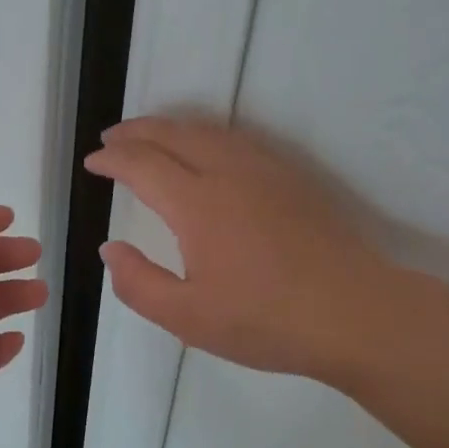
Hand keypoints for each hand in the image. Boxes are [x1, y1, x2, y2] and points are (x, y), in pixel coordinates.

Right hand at [85, 116, 401, 385]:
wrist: (356, 313)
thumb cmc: (267, 320)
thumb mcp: (188, 317)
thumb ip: (138, 283)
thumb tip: (110, 249)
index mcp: (197, 204)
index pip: (142, 164)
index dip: (112, 160)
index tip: (92, 162)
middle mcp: (228, 173)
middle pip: (173, 134)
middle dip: (136, 131)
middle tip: (111, 138)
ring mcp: (264, 170)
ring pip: (208, 130)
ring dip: (171, 126)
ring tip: (150, 135)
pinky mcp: (291, 178)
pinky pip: (237, 138)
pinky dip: (205, 133)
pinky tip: (206, 148)